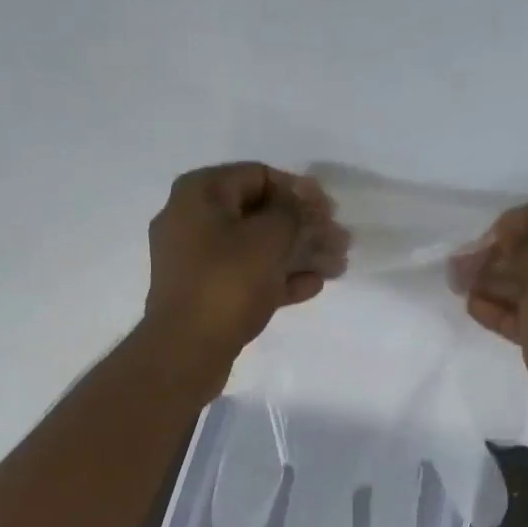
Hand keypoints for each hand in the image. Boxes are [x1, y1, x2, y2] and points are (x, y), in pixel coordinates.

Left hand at [143, 162, 348, 386]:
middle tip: (341, 241)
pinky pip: (246, 277)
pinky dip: (278, 278)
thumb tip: (303, 201)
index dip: (300, 191)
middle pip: (259, 215)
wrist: (186, 350)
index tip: (330, 211)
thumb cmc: (228, 283)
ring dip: (298, 254)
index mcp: (200, 193)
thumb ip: (293, 212)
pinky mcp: (205, 295)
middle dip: (304, 227)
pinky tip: (313, 286)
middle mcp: (192, 220)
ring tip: (337, 266)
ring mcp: (197, 261)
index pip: (258, 176)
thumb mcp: (269, 238)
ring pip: (256, 249)